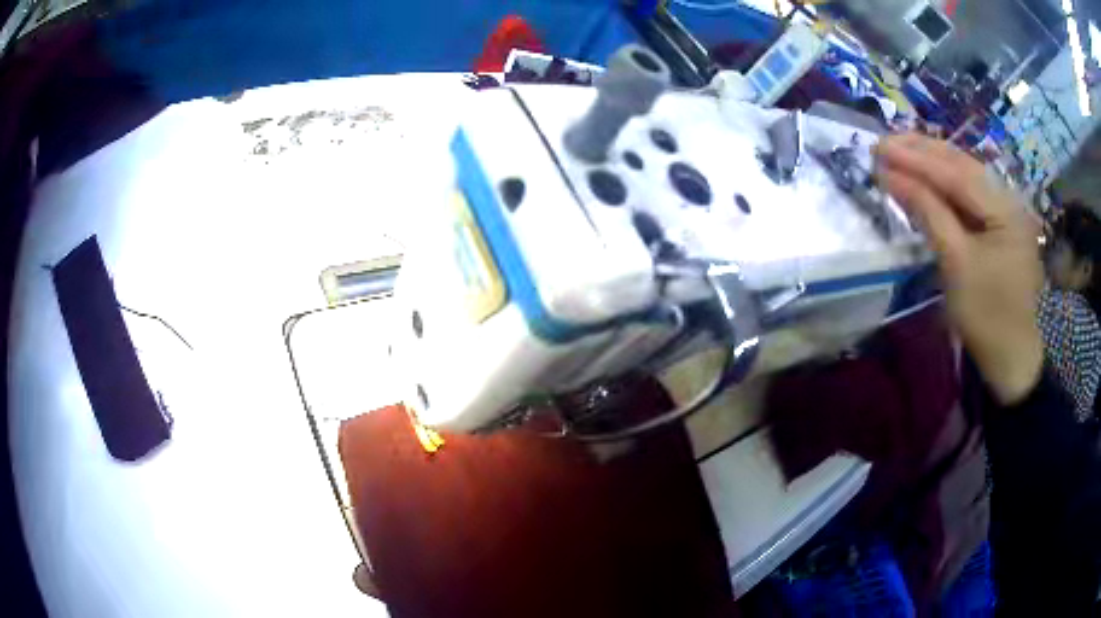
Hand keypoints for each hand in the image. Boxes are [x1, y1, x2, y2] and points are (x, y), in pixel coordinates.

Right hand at [876, 134, 1043, 404]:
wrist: (1010, 358)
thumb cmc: (986, 317)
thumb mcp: (956, 265)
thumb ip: (927, 212)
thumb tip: (891, 175)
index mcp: (1006, 209)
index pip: (957, 173)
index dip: (917, 159)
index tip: (880, 148)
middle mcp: (1008, 199)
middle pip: (962, 165)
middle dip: (922, 152)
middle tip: (883, 143)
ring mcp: (1005, 210)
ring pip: (964, 176)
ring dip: (930, 163)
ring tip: (897, 150)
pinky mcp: (998, 224)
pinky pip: (968, 196)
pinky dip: (943, 185)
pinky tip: (924, 176)